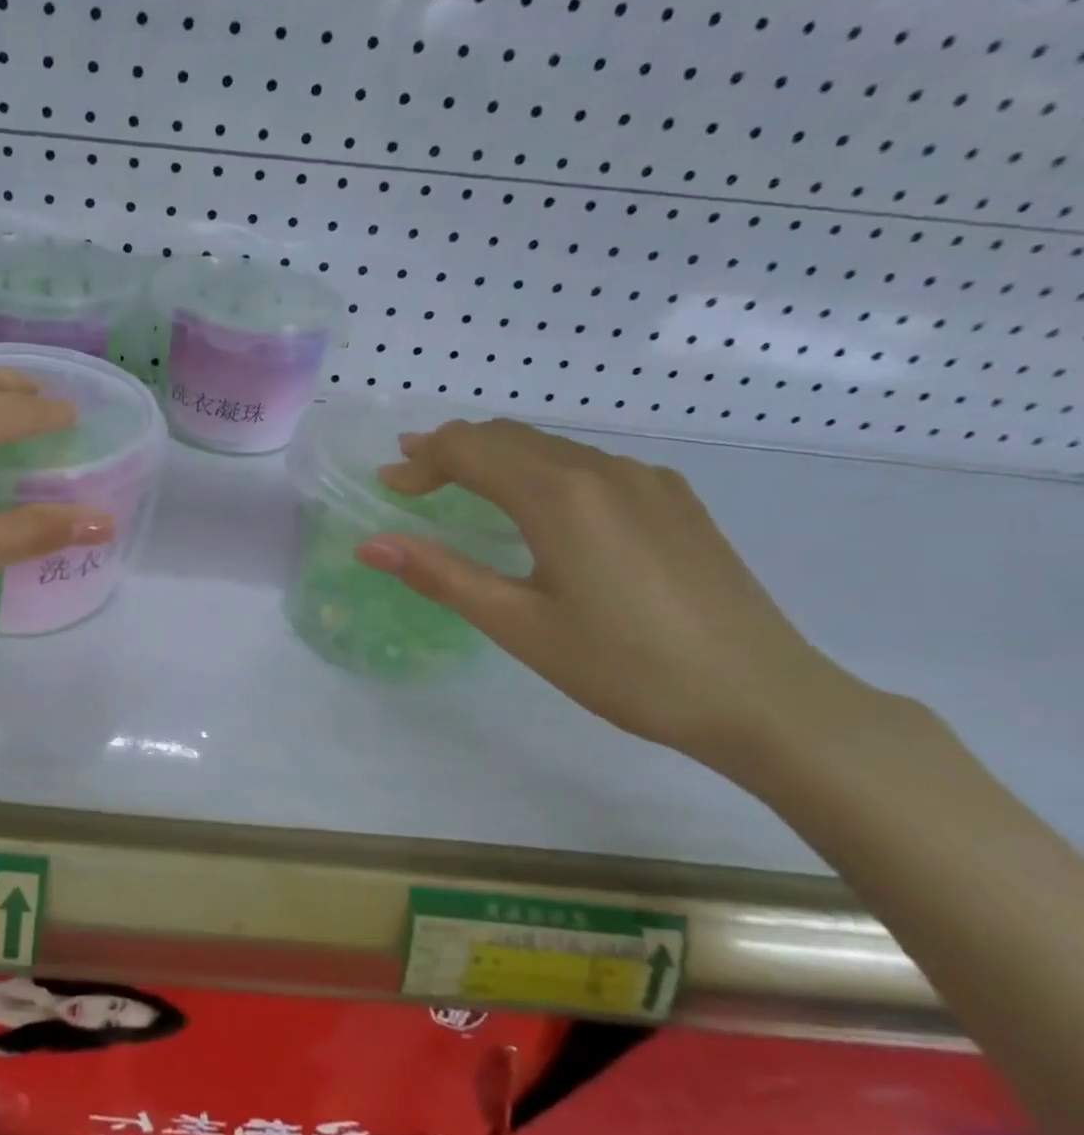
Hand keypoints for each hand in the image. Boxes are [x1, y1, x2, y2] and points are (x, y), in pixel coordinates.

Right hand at [356, 419, 875, 778]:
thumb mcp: (518, 625)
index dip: (420, 461)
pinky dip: (543, 471)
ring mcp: (647, 481)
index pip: (469, 448)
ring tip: (465, 488)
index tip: (388, 486)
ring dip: (497, 459)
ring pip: (550, 447)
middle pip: (507, 436)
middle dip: (451, 452)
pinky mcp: (676, 500)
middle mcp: (603, 469)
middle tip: (412, 481)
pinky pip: (590, 465)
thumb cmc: (625, 667)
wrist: (764, 699)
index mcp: (559, 494)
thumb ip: (440, 575)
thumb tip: (369, 545)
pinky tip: (543, 508)